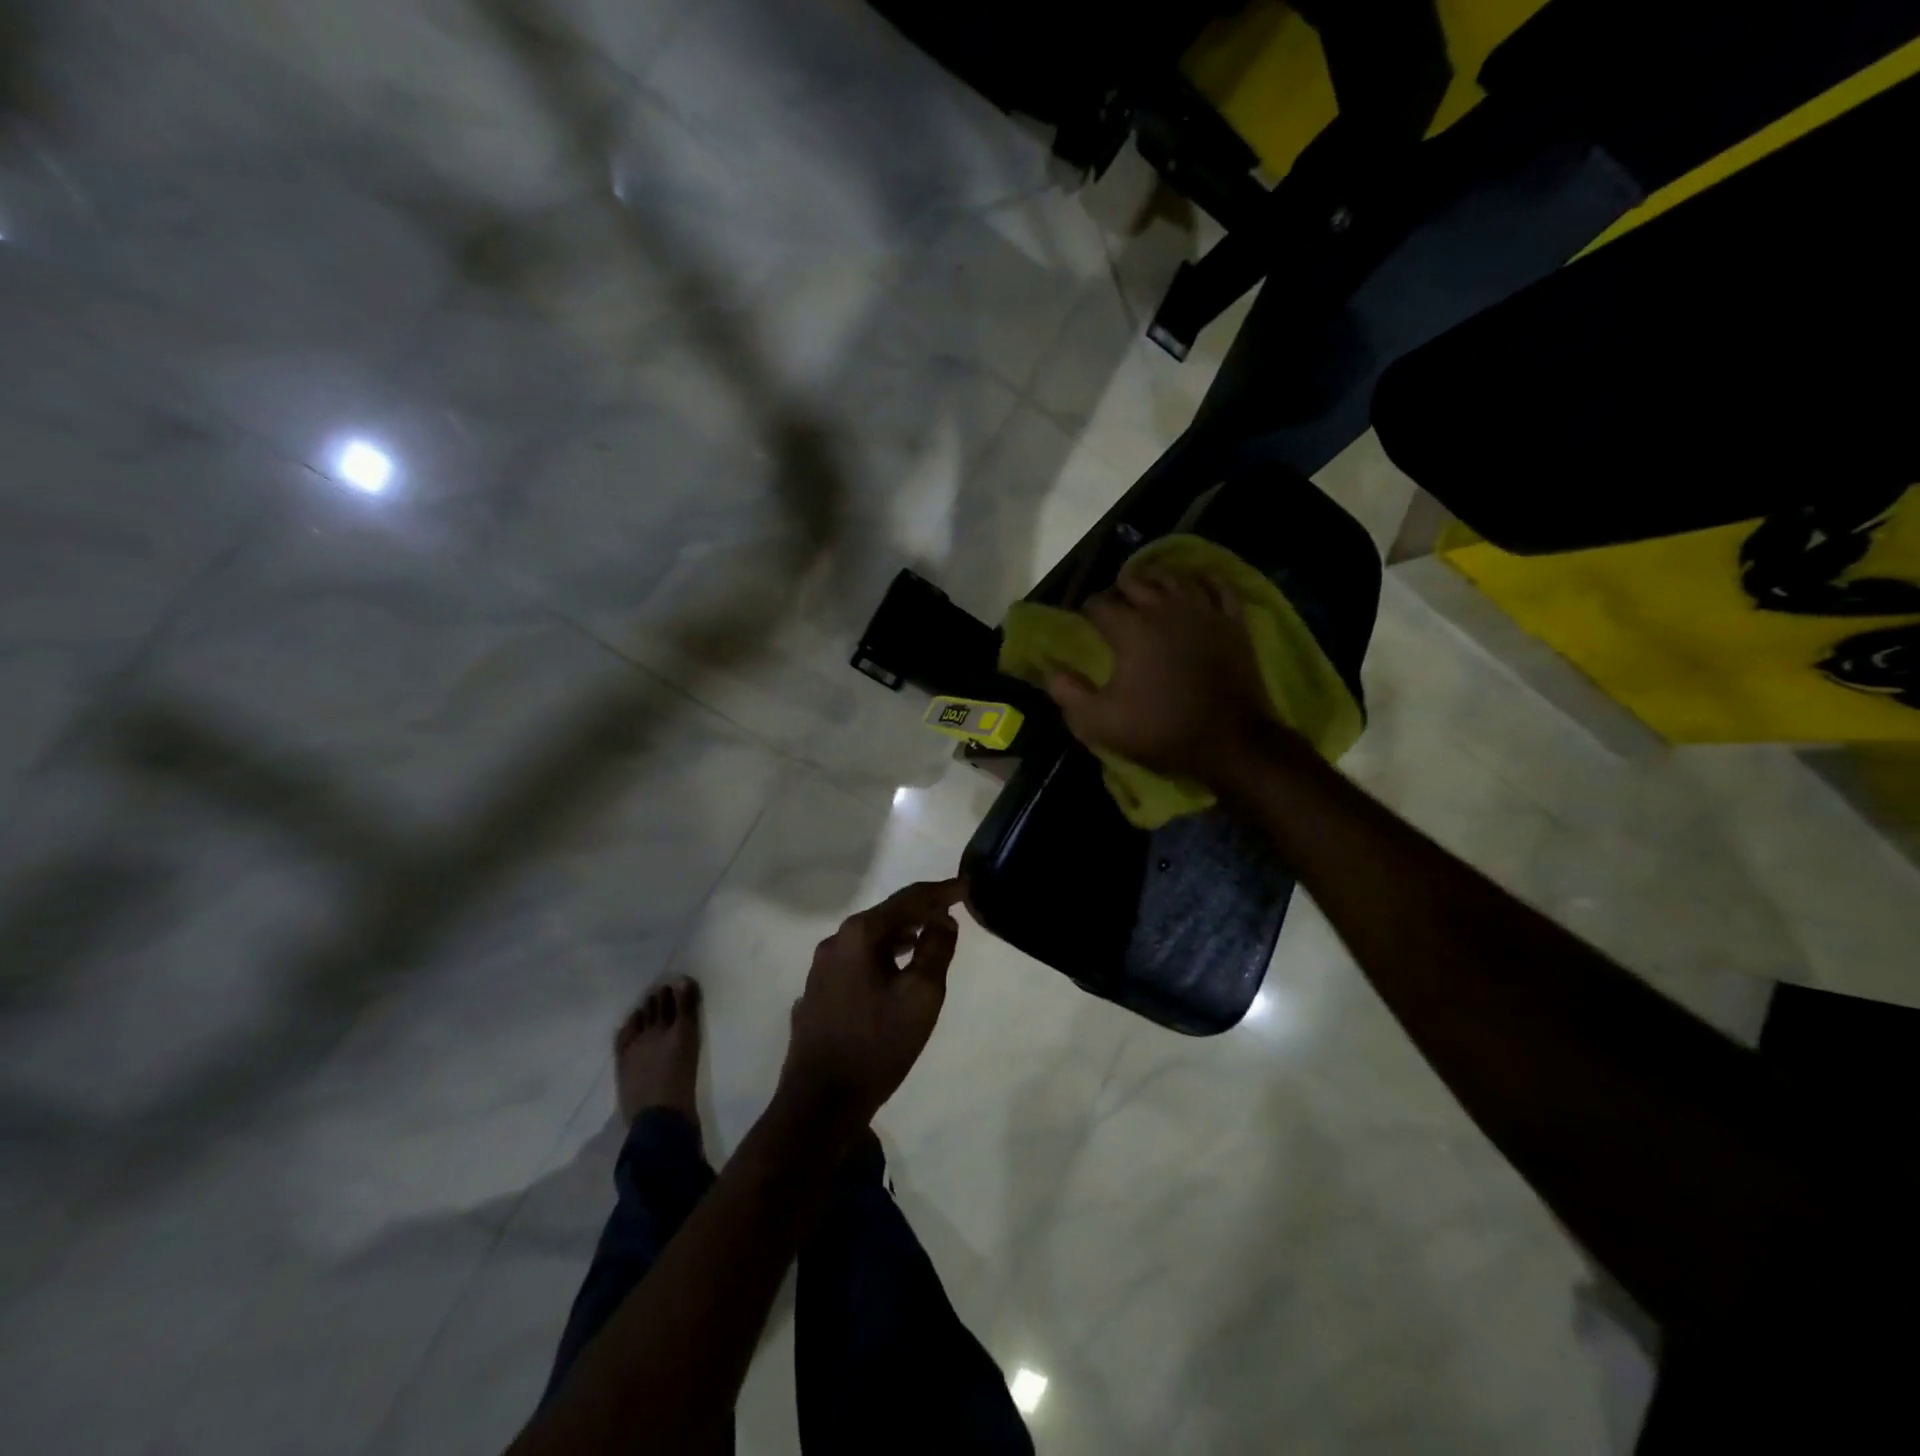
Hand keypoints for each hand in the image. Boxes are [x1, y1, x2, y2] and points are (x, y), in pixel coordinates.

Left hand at [779, 878, 965, 1125]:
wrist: (821, 1102)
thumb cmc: (878, 1044)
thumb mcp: (921, 996)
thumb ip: (937, 950)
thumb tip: (943, 920)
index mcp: (859, 935)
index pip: (908, 899)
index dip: (940, 891)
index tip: (966, 885)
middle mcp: (835, 942)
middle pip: (885, 916)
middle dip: (919, 912)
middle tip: (949, 914)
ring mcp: (821, 968)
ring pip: (868, 940)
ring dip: (899, 936)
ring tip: (927, 940)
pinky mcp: (817, 992)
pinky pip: (856, 961)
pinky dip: (880, 957)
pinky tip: (893, 972)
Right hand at [1047, 566, 1278, 780]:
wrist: (1229, 741)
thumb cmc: (1160, 730)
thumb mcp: (1099, 722)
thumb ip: (1069, 693)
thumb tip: (1051, 670)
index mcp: (1130, 629)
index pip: (1099, 603)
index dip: (1088, 611)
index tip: (1085, 624)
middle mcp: (1165, 609)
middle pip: (1135, 581)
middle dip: (1120, 590)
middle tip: (1115, 607)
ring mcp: (1203, 611)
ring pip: (1175, 578)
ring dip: (1156, 580)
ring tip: (1149, 591)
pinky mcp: (1232, 622)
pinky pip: (1218, 586)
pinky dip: (1203, 581)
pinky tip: (1195, 585)